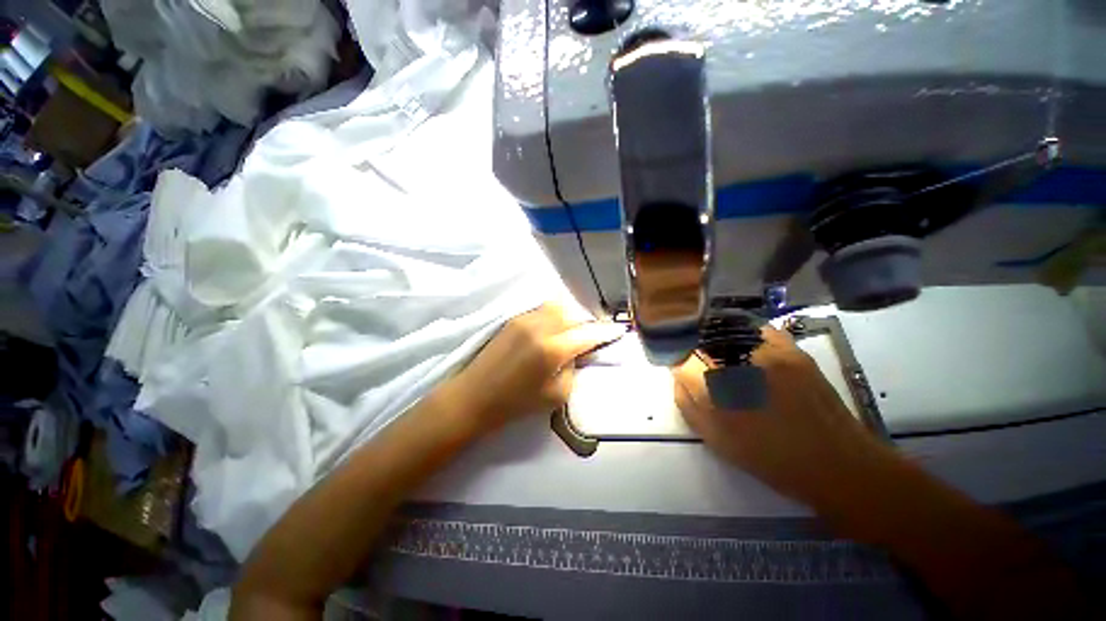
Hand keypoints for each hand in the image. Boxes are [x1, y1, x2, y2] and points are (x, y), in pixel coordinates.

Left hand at [452, 304, 625, 432]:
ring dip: (569, 315)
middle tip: (591, 334)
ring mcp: (525, 318)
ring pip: (557, 306)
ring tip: (571, 330)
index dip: (605, 332)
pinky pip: (542, 309)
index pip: (588, 334)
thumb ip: (573, 367)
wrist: (475, 396)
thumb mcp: (556, 395)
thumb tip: (577, 351)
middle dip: (586, 322)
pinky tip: (553, 328)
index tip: (617, 330)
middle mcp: (541, 327)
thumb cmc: (516, 403)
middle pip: (573, 313)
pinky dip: (554, 315)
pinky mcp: (514, 318)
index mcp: (553, 349)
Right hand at [673, 326, 887, 503]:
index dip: (676, 363)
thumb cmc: (770, 459)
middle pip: (700, 340)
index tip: (679, 371)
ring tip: (719, 354)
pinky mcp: (791, 349)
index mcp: (716, 389)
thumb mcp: (716, 439)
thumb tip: (679, 375)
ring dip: (714, 339)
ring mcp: (767, 351)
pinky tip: (743, 347)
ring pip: (726, 330)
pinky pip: (756, 329)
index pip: (680, 359)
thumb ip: (688, 403)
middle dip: (692, 349)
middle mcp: (738, 362)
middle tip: (698, 364)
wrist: (837, 463)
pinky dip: (743, 334)